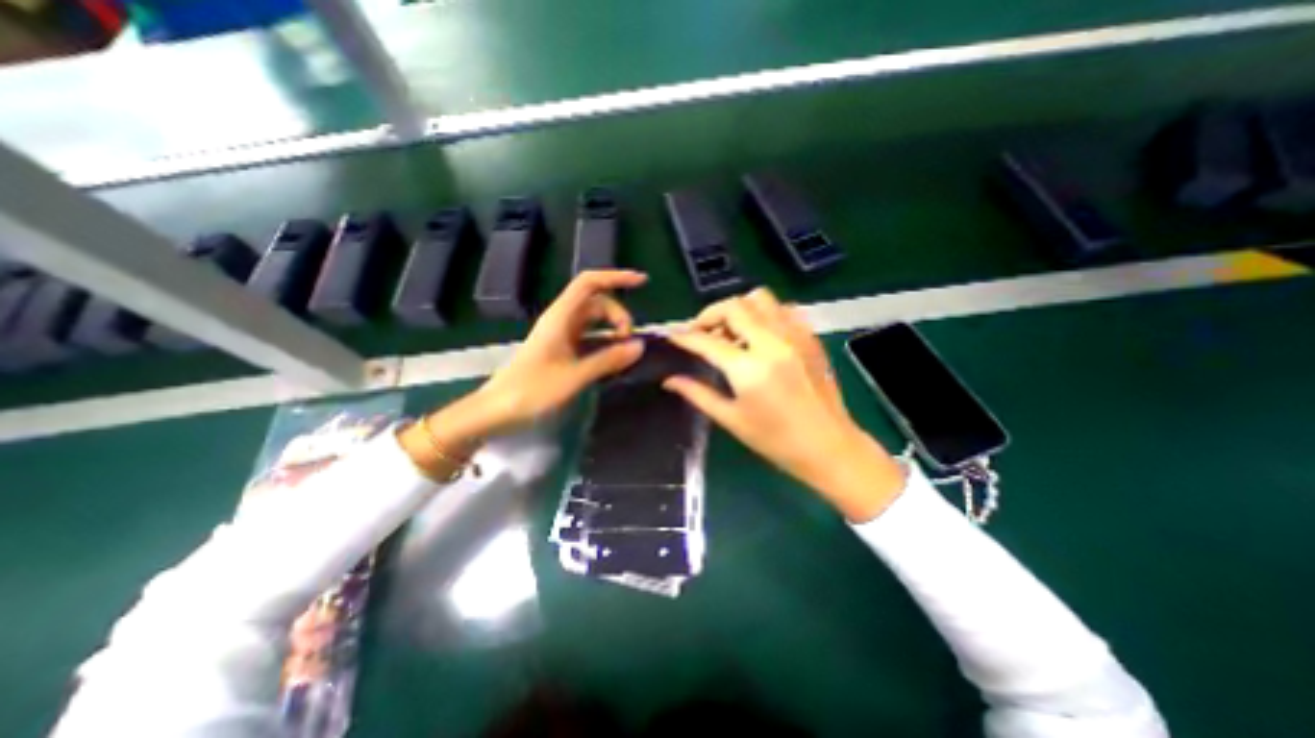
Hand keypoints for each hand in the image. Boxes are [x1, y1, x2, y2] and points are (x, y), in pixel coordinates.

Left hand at [475, 272, 647, 432]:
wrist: (497, 411)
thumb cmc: (532, 391)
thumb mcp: (575, 376)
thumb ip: (608, 359)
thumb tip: (640, 346)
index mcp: (561, 317)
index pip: (589, 283)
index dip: (615, 277)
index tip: (642, 281)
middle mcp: (562, 320)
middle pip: (597, 303)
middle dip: (619, 315)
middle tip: (629, 342)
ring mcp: (561, 335)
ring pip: (594, 321)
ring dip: (612, 330)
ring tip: (626, 351)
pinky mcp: (561, 350)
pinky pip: (589, 338)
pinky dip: (605, 343)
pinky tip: (615, 359)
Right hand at [669, 286, 904, 518]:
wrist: (829, 446)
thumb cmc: (776, 440)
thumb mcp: (731, 419)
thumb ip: (697, 394)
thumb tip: (669, 380)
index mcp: (750, 369)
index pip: (708, 341)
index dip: (685, 336)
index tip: (672, 335)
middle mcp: (773, 343)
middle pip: (733, 306)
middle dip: (709, 315)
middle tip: (701, 334)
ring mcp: (795, 336)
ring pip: (759, 298)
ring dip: (738, 310)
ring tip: (731, 334)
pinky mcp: (810, 336)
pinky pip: (781, 309)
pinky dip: (763, 314)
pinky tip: (758, 337)